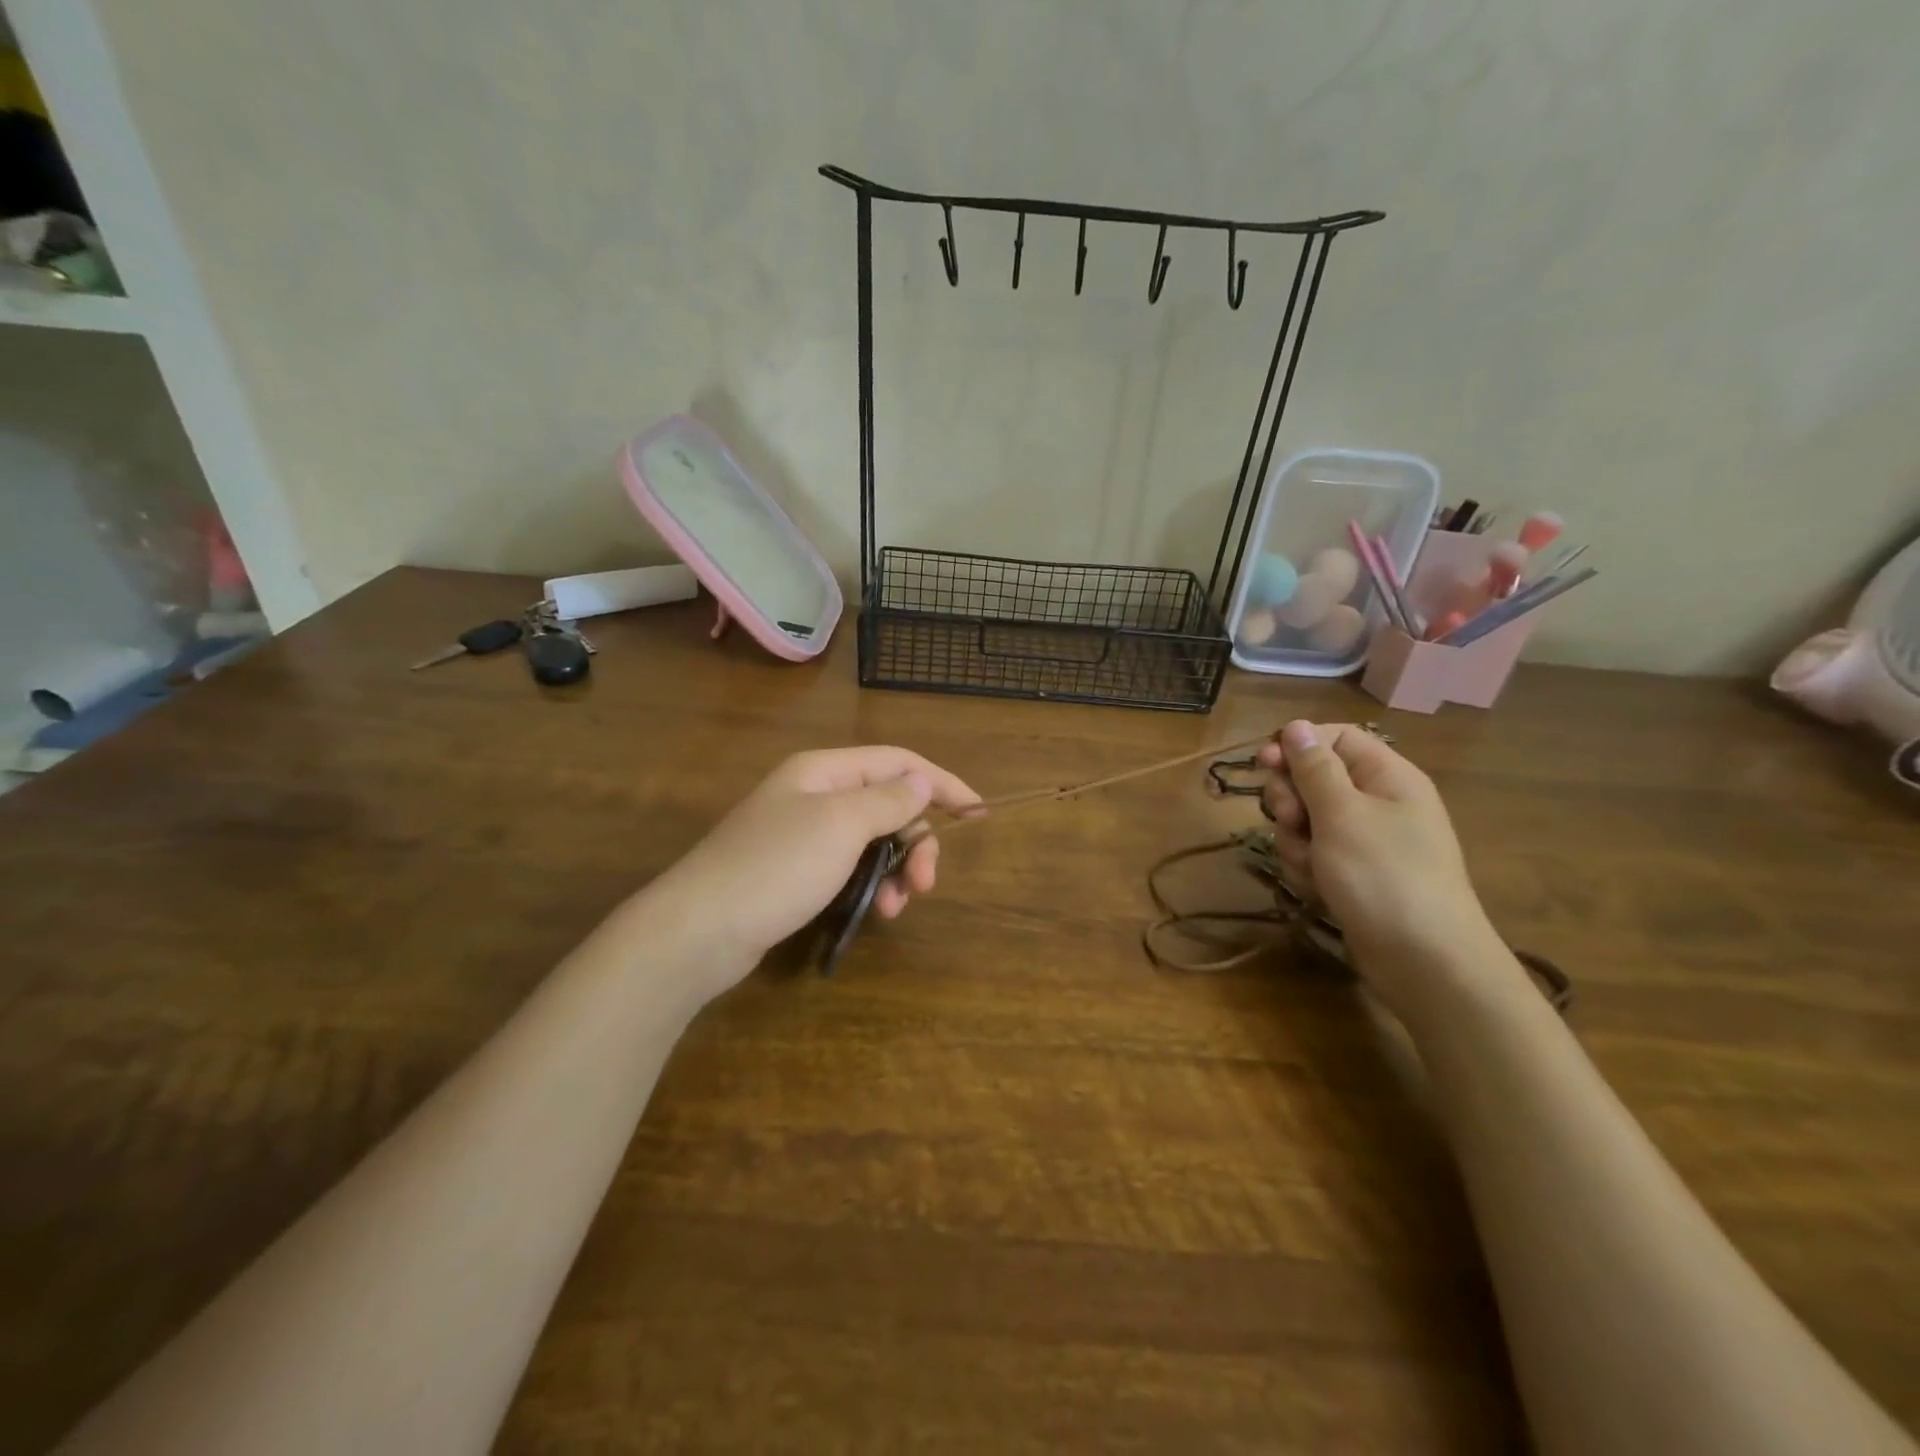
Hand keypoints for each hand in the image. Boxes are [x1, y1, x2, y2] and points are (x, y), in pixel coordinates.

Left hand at [646, 746, 980, 997]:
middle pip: (888, 804)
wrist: (699, 930)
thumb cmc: (776, 867)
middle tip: (927, 883)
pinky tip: (876, 911)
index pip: (898, 763)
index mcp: (825, 770)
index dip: (942, 782)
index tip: (979, 811)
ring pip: (873, 840)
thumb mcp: (841, 825)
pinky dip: (871, 885)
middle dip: (917, 840)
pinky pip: (852, 867)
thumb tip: (922, 779)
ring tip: (897, 906)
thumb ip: (888, 799)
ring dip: (896, 869)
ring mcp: (804, 834)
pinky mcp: (797, 871)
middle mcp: (816, 795)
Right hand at [1258, 720, 1498, 1007]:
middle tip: (1291, 821)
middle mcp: (1378, 802)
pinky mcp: (1354, 874)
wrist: (1424, 961)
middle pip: (1315, 779)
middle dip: (1291, 800)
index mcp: (1387, 776)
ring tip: (1310, 865)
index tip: (1263, 763)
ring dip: (1295, 839)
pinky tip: (1316, 888)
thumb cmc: (1384, 876)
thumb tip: (1296, 726)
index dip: (1298, 746)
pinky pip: (1315, 853)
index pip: (1336, 738)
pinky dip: (1307, 867)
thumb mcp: (1342, 814)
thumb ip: (1314, 768)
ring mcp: (1366, 841)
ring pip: (1307, 821)